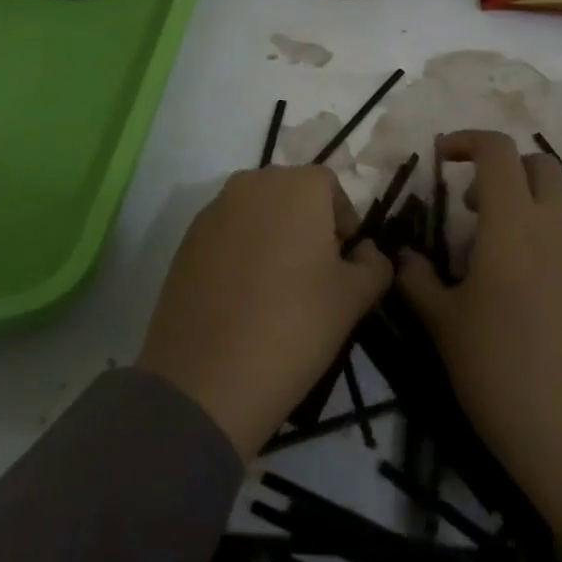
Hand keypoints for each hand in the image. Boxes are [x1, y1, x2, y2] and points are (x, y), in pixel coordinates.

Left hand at [137, 165, 392, 459]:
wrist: (206, 378)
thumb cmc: (294, 326)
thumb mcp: (354, 299)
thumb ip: (374, 264)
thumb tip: (366, 252)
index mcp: (298, 185)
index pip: (330, 187)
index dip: (343, 222)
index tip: (344, 263)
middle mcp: (253, 182)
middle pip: (291, 193)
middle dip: (307, 225)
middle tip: (314, 275)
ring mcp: (215, 208)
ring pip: (257, 213)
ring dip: (273, 236)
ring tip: (277, 288)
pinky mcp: (187, 239)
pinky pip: (227, 233)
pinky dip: (240, 252)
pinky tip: (243, 297)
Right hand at [397, 130, 561, 535]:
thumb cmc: (499, 371)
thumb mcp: (443, 324)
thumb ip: (417, 279)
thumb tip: (403, 256)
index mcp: (514, 225)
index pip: (498, 151)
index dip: (466, 141)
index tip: (439, 158)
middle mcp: (553, 229)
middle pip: (539, 164)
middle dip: (502, 166)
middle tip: (469, 201)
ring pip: (555, 200)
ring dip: (519, 200)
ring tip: (483, 246)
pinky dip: (536, 232)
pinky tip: (510, 281)